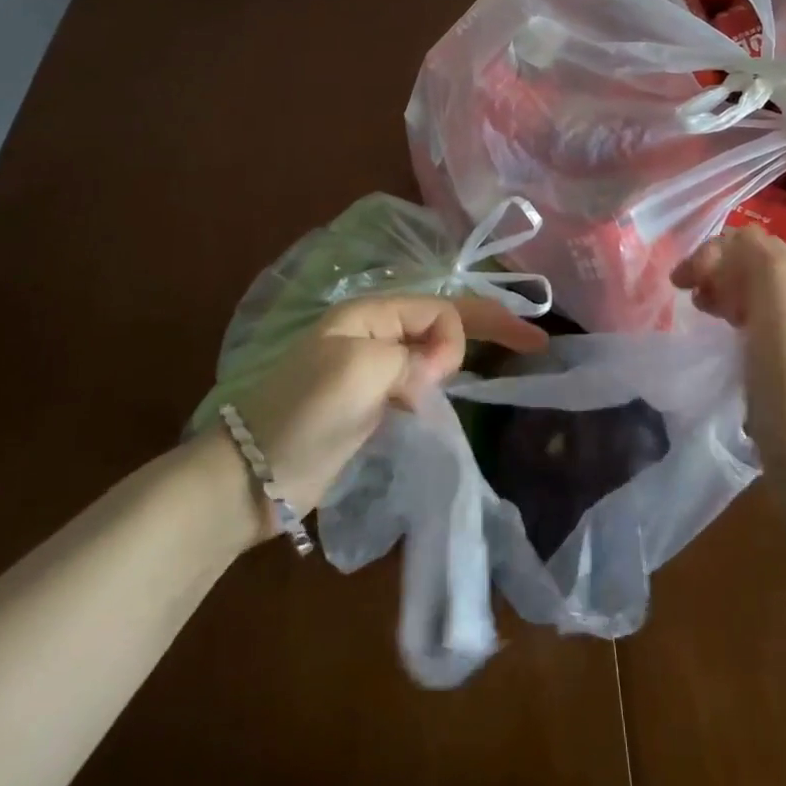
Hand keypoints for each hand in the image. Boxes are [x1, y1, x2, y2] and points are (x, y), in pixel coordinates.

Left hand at [215, 296, 546, 538]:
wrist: (251, 477)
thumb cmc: (303, 413)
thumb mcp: (360, 370)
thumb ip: (412, 357)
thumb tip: (437, 368)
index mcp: (368, 314)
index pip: (437, 308)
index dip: (468, 329)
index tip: (482, 363)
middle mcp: (372, 334)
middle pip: (439, 322)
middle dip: (485, 327)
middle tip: (533, 341)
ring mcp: (369, 370)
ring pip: (430, 353)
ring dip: (460, 359)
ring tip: (498, 371)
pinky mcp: (368, 405)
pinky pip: (416, 382)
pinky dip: (440, 385)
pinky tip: (451, 397)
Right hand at [672, 229, 785, 508]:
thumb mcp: (780, 330)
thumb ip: (763, 273)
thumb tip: (737, 240)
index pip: (758, 245)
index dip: (715, 253)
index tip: (683, 284)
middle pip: (758, 266)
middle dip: (717, 270)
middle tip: (689, 298)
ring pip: (757, 295)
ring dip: (723, 293)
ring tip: (700, 314)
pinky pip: (760, 325)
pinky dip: (734, 321)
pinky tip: (723, 343)